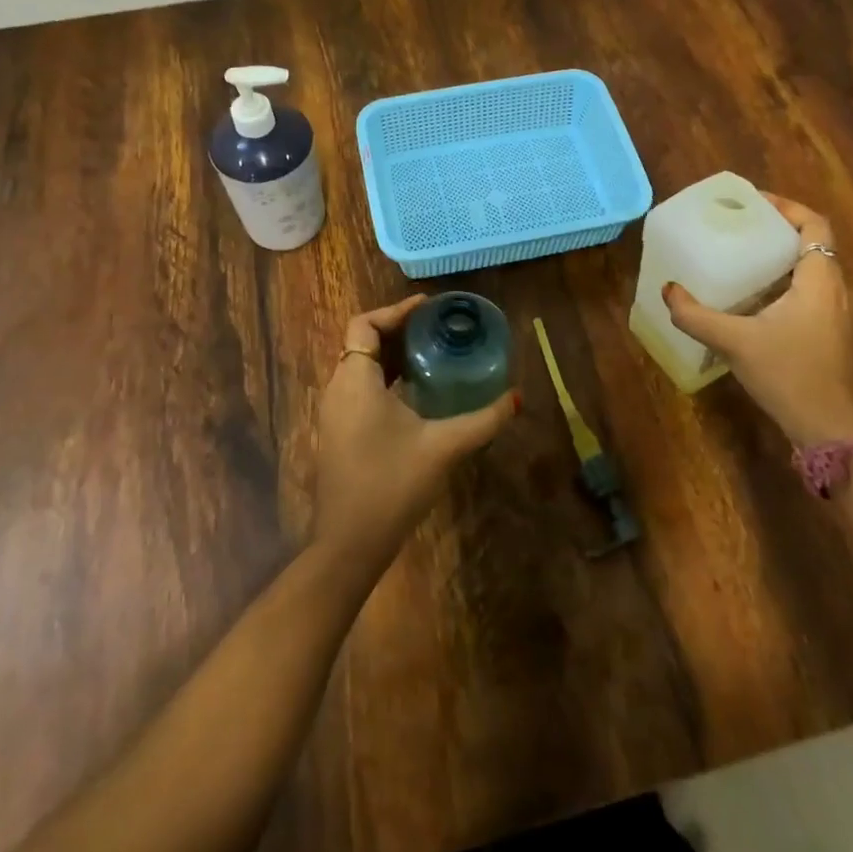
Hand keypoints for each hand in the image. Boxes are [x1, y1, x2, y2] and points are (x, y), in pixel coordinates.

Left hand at [312, 294, 519, 571]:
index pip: (364, 325)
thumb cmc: (393, 485)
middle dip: (398, 331)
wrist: (350, 544)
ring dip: (391, 356)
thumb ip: (483, 420)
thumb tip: (517, 397)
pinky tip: (415, 393)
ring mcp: (334, 414)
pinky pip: (359, 389)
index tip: (428, 307)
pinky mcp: (338, 433)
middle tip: (437, 328)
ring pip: (360, 367)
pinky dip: (384, 379)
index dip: (395, 310)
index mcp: (355, 381)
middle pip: (363, 343)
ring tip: (431, 353)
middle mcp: (338, 389)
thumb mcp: (444, 447)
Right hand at [662, 195, 852, 446]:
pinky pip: (814, 294)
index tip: (754, 203)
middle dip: (779, 231)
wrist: (832, 431)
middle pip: (814, 245)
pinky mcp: (836, 336)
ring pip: (815, 271)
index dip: (787, 208)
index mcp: (820, 280)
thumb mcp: (735, 343)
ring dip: (784, 259)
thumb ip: (696, 316)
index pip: (815, 225)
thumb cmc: (789, 376)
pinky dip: (788, 284)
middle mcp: (837, 290)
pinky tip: (758, 301)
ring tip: (745, 258)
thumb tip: (668, 291)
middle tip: (741, 228)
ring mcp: (840, 315)